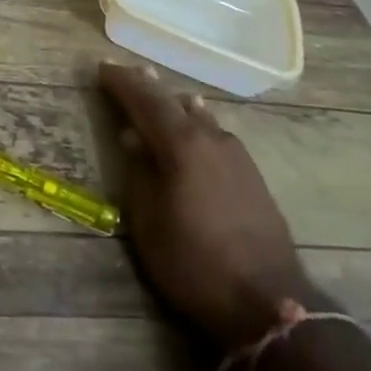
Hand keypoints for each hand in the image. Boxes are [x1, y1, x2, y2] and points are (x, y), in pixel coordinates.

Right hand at [100, 62, 317, 349]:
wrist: (269, 301)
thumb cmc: (194, 262)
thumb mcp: (148, 221)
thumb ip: (138, 172)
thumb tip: (132, 137)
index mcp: (182, 144)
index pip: (145, 101)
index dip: (121, 83)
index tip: (102, 68)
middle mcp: (211, 138)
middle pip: (173, 102)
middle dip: (148, 86)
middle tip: (128, 71)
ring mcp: (236, 155)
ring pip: (198, 116)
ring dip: (173, 103)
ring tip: (158, 91)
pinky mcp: (252, 174)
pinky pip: (214, 133)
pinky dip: (195, 121)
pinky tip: (195, 123)